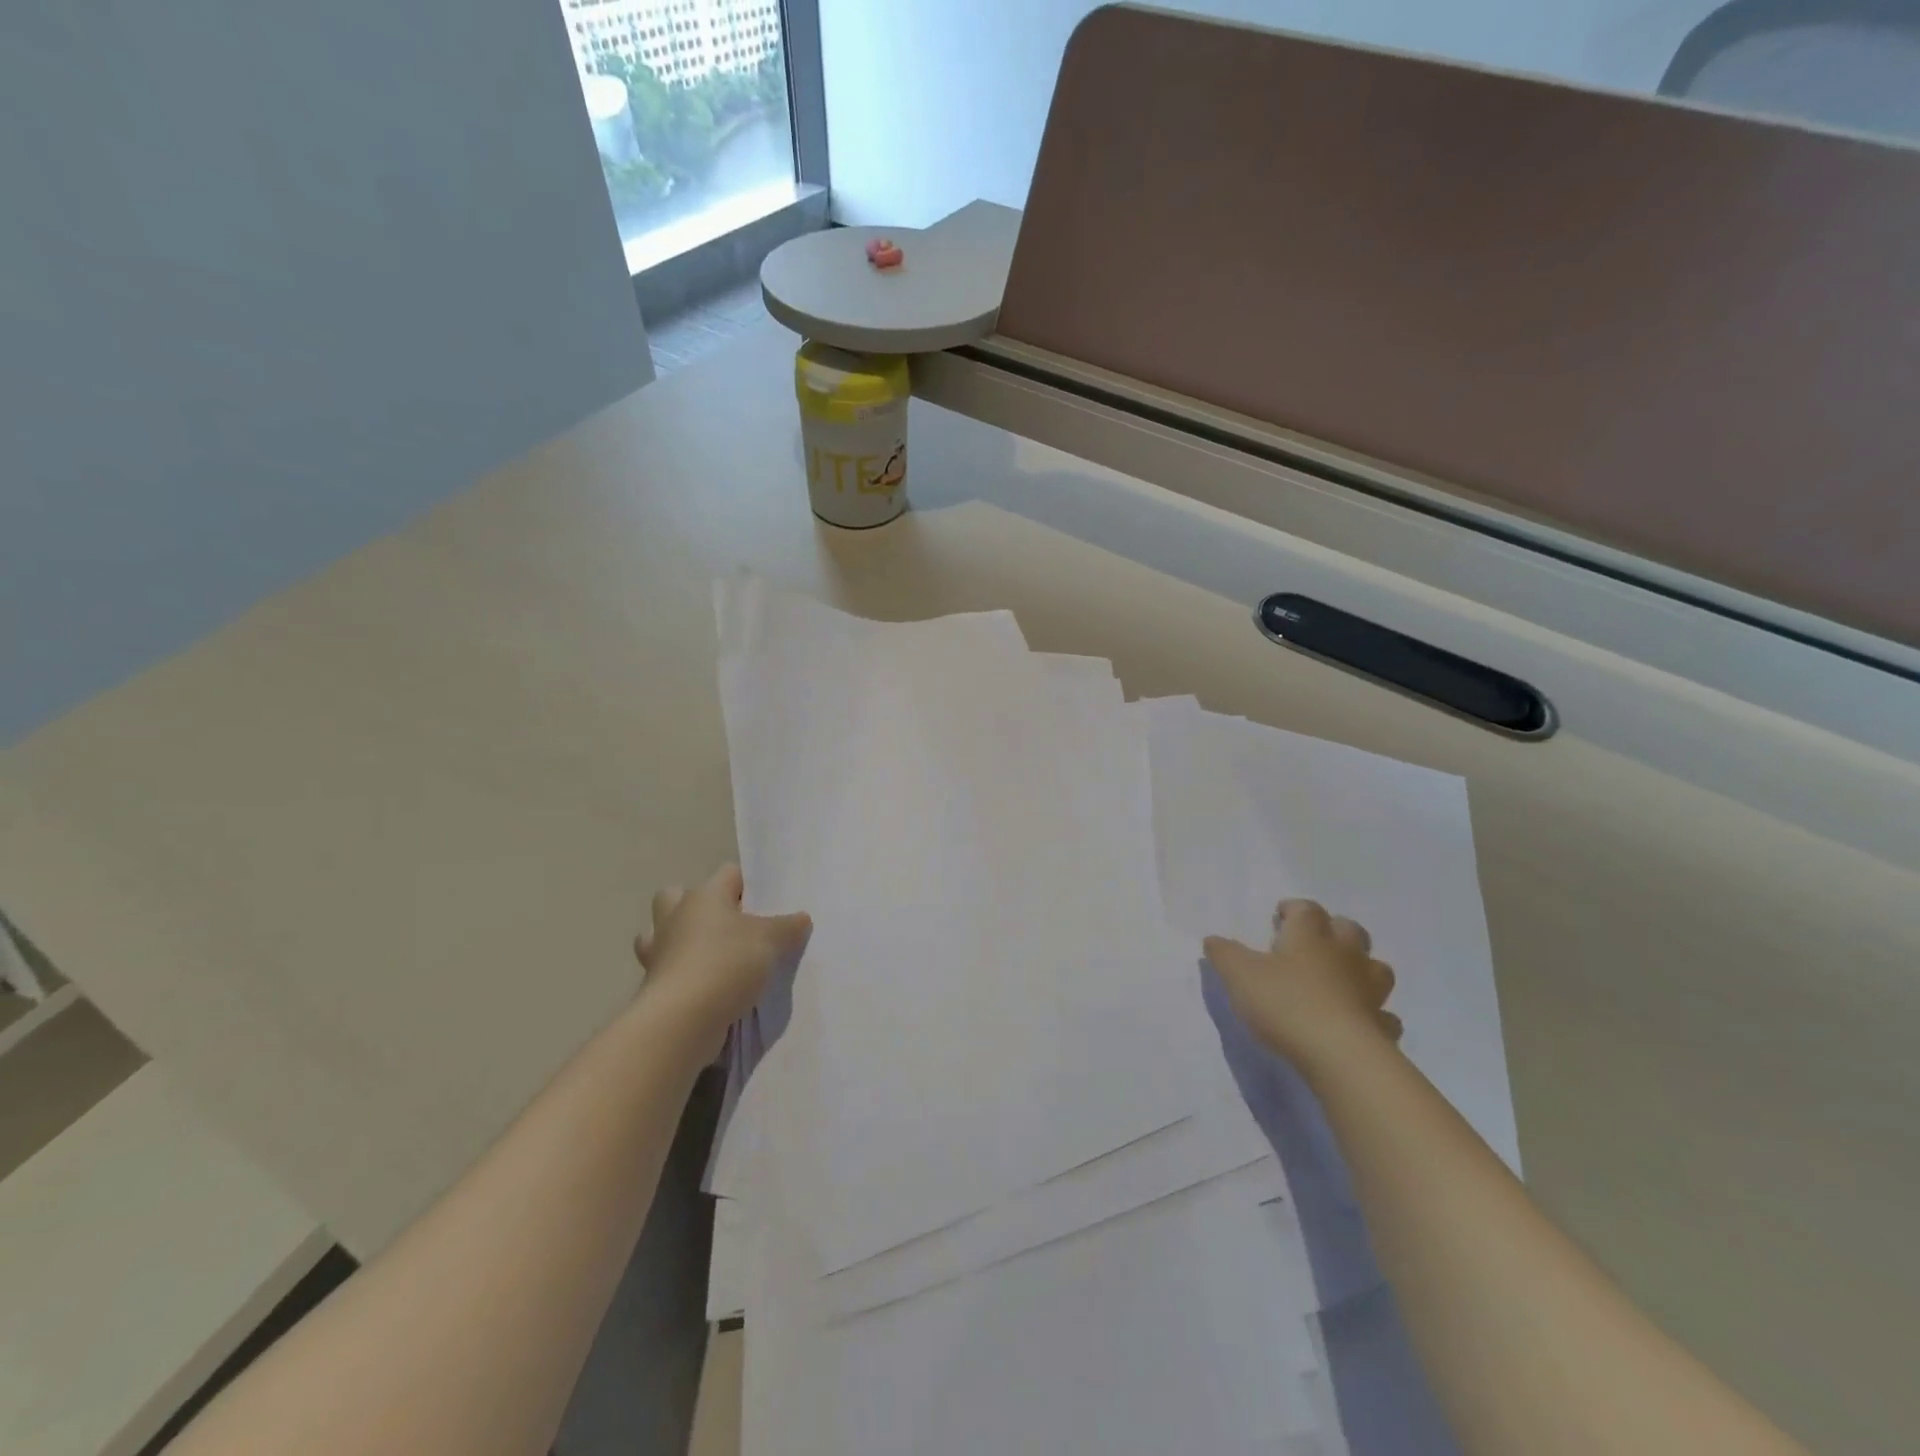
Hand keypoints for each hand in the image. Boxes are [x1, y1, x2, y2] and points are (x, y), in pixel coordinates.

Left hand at [634, 864, 811, 1052]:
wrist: (682, 1020)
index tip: (767, 905)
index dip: (749, 885)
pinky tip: (707, 988)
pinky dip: (683, 976)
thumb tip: (801, 918)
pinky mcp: (653, 985)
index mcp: (704, 896)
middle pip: (676, 896)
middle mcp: (675, 916)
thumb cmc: (727, 963)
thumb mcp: (771, 941)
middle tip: (729, 926)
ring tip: (711, 958)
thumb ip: (788, 927)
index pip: (728, 873)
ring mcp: (658, 952)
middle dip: (698, 907)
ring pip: (662, 934)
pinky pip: (666, 970)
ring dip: (680, 942)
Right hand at [1204, 900, 1400, 1073]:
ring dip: (1360, 968)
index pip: (1306, 909)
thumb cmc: (1284, 1003)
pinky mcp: (1382, 1027)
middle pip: (1348, 930)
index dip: (1293, 909)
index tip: (1279, 917)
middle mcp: (1344, 955)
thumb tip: (1212, 939)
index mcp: (1309, 936)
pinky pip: (1383, 1015)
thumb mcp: (1239, 975)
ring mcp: (1370, 991)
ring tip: (1341, 979)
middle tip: (1311, 943)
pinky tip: (1359, 1021)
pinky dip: (1374, 1014)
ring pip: (1375, 968)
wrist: (1339, 1055)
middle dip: (1333, 930)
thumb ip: (1224, 954)